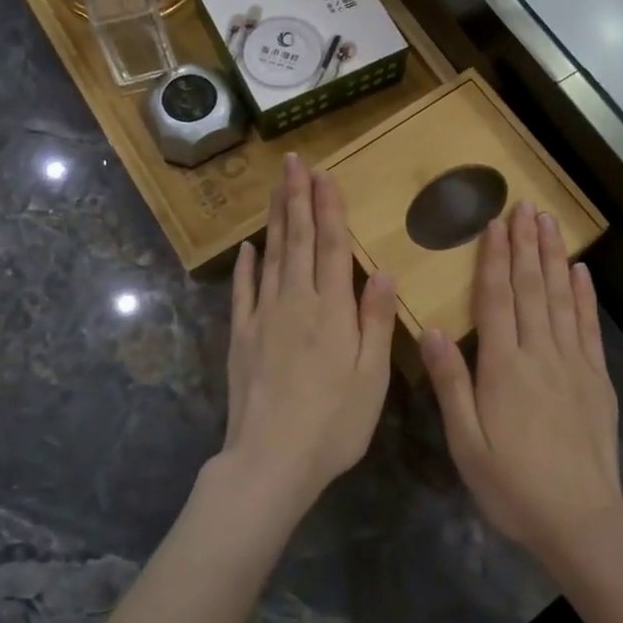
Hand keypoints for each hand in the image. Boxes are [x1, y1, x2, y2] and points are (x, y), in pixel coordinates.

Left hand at [221, 155, 397, 515]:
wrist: (270, 460)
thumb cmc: (333, 423)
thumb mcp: (372, 377)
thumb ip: (376, 321)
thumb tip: (381, 270)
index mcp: (332, 310)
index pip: (330, 246)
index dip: (327, 208)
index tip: (323, 174)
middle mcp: (295, 302)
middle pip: (297, 240)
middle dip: (297, 198)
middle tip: (293, 162)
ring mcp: (263, 317)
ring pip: (271, 257)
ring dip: (275, 220)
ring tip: (276, 188)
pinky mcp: (241, 337)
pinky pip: (243, 292)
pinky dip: (246, 266)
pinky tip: (248, 247)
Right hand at [421, 201, 622, 565]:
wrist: (580, 520)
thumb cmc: (512, 485)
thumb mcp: (466, 443)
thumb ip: (451, 383)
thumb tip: (431, 329)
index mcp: (503, 367)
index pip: (496, 299)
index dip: (494, 258)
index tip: (495, 223)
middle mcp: (539, 354)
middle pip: (531, 288)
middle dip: (526, 244)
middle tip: (524, 206)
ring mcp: (573, 363)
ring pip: (560, 298)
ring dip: (552, 257)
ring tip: (548, 223)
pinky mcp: (596, 378)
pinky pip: (589, 327)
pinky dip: (584, 295)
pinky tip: (580, 271)